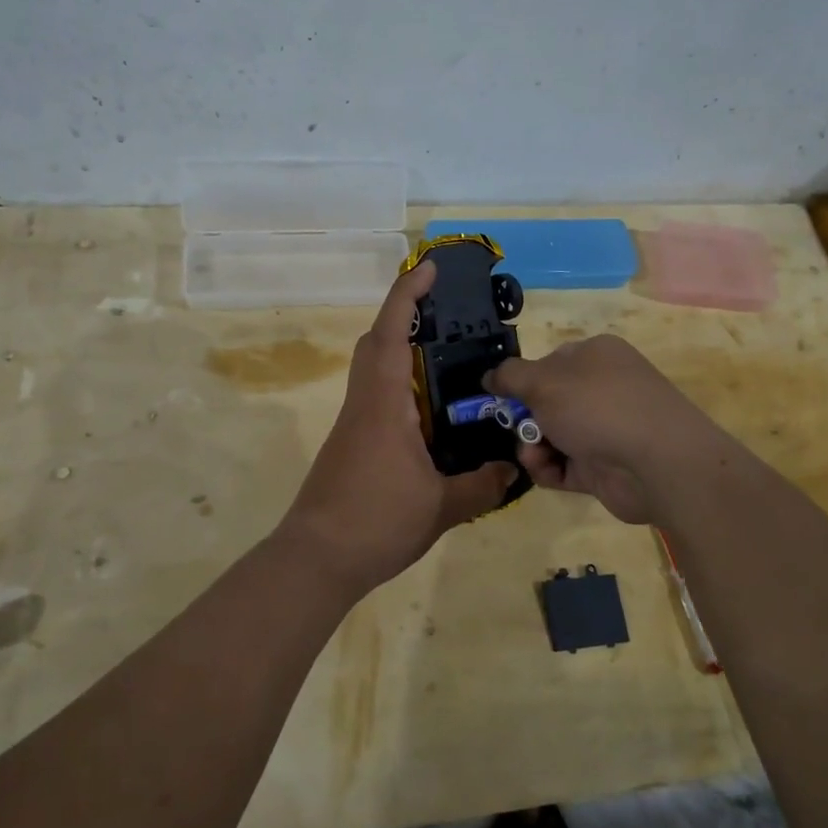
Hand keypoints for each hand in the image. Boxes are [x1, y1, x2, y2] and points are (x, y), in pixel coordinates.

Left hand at [281, 261, 515, 595]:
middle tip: (445, 315)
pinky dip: (400, 388)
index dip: (409, 294)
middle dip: (404, 316)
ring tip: (446, 362)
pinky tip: (428, 416)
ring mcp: (353, 424)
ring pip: (373, 370)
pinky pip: (376, 398)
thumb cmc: (376, 522)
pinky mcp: (350, 444)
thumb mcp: (441, 508)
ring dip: (401, 352)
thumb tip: (511, 471)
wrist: (316, 559)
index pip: (393, 332)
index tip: (430, 268)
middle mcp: (365, 403)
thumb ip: (481, 486)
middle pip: (376, 342)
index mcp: (385, 404)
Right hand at [486, 335, 718, 525]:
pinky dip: (549, 469)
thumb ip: (510, 375)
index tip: (500, 397)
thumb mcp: (543, 381)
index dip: (523, 379)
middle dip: (524, 418)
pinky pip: (564, 465)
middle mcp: (603, 389)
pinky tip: (546, 470)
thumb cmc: (597, 406)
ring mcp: (606, 429)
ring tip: (533, 455)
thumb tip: (490, 375)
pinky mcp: (604, 467)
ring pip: (552, 435)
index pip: (549, 361)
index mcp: (596, 355)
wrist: (657, 463)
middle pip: (548, 402)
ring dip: (533, 446)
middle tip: (515, 428)